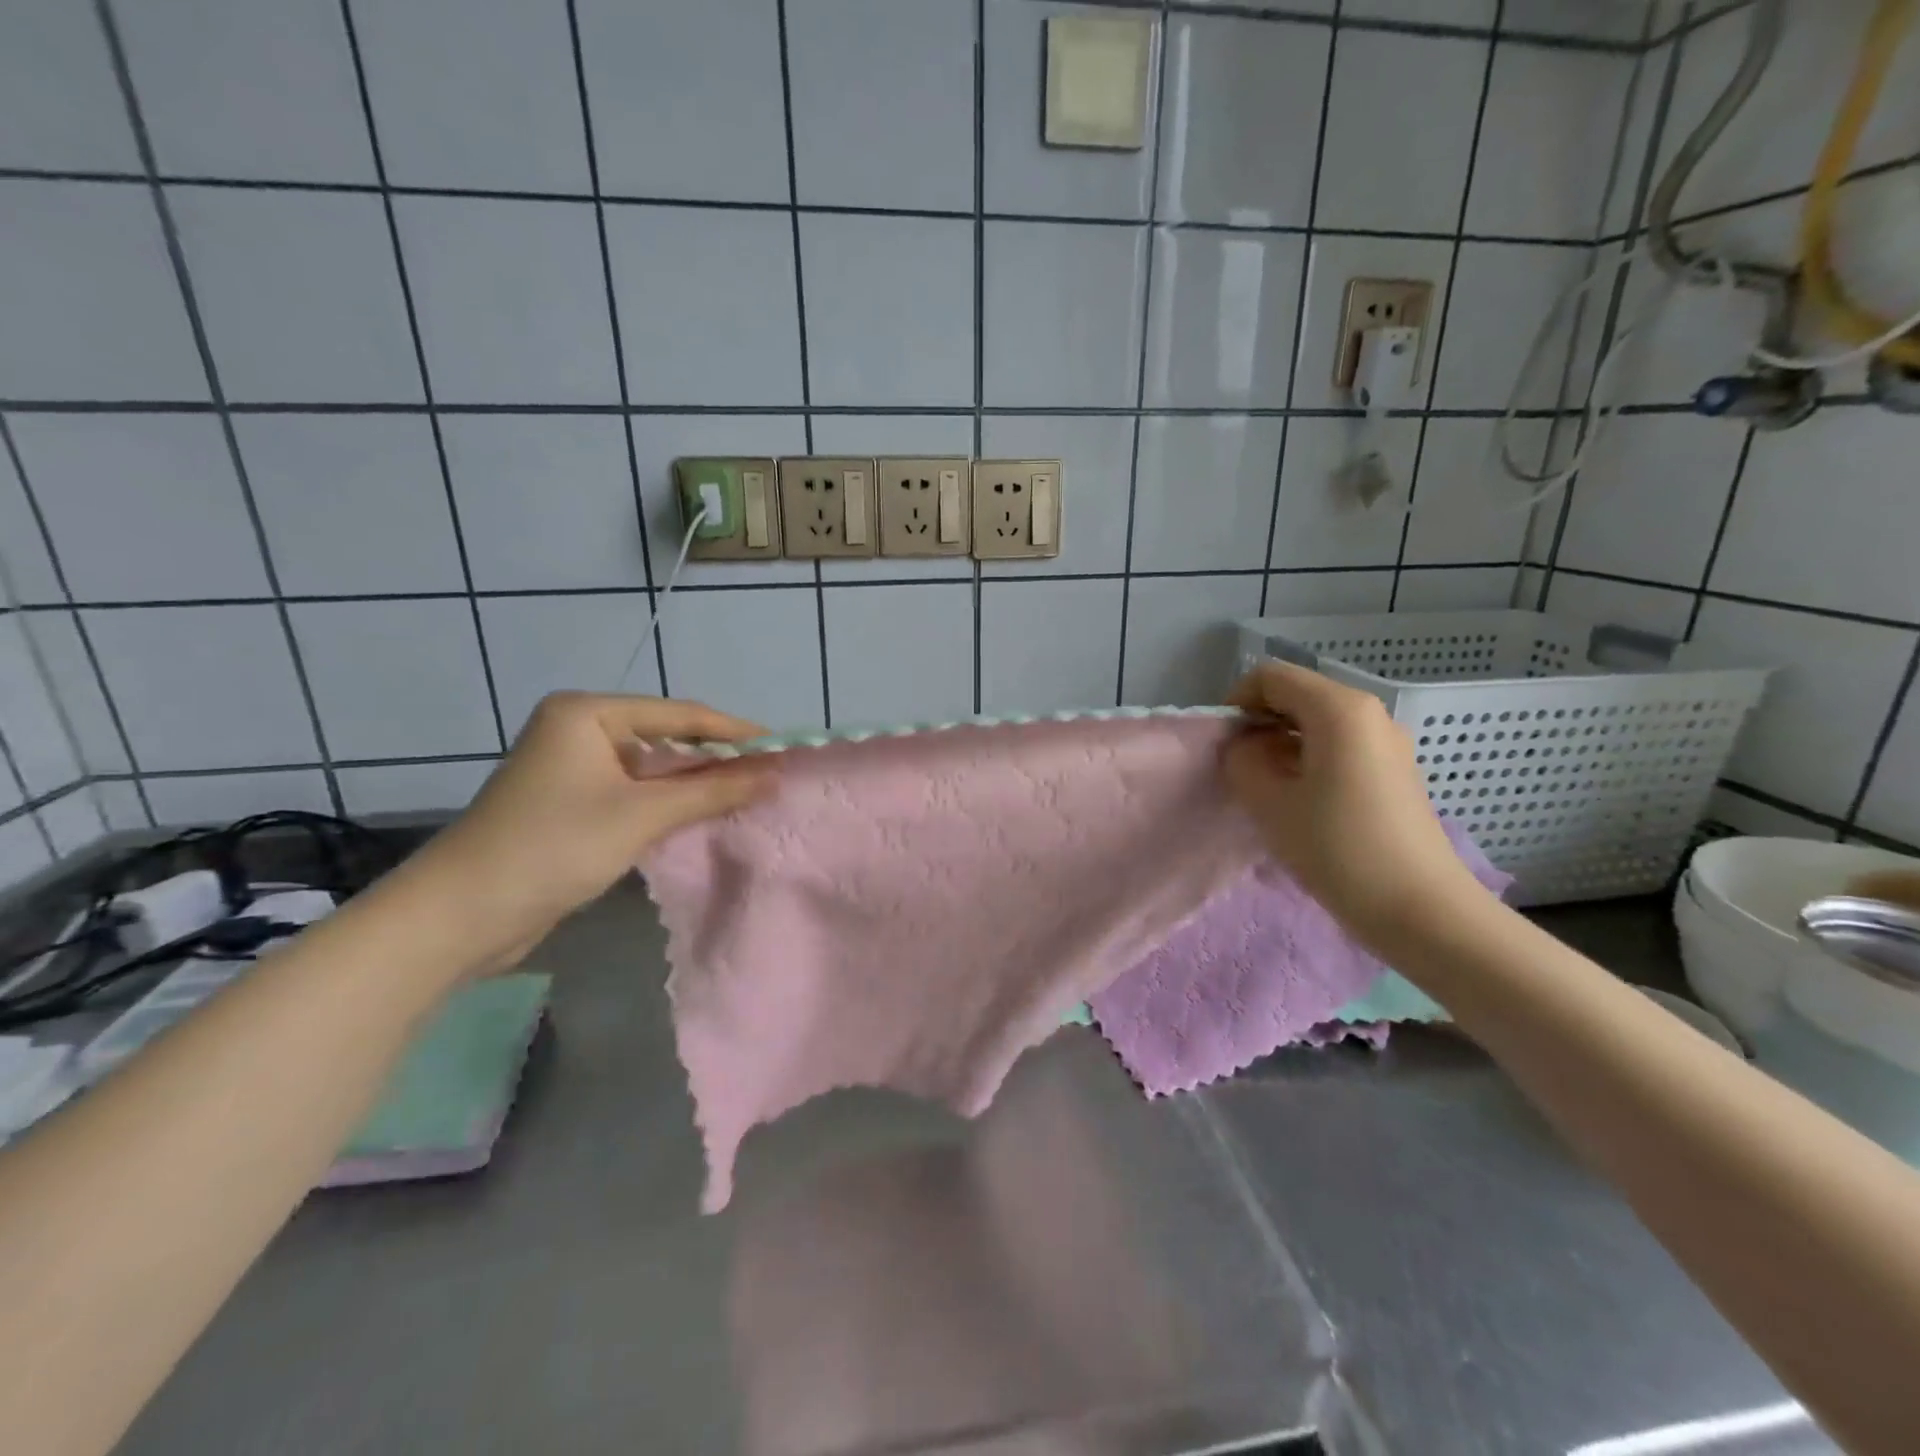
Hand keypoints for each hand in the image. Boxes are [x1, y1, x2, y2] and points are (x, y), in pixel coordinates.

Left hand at [410, 693, 772, 965]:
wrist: (461, 914)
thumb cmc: (554, 846)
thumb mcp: (642, 815)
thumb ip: (713, 790)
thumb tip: (776, 775)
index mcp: (587, 713)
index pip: (679, 714)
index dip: (733, 732)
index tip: (782, 746)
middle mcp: (579, 731)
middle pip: (666, 740)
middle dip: (716, 760)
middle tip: (771, 774)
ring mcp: (573, 769)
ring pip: (652, 771)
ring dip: (695, 785)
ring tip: (749, 794)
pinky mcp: (571, 805)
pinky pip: (635, 795)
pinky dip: (669, 805)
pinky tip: (704, 816)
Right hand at [1223, 661, 1488, 945]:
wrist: (1420, 909)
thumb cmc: (1337, 848)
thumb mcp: (1268, 802)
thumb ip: (1242, 760)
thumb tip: (1246, 747)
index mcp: (1339, 709)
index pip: (1272, 677)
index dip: (1237, 702)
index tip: (1225, 745)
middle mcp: (1369, 713)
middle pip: (1298, 696)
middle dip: (1260, 724)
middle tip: (1241, 768)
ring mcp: (1388, 743)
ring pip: (1319, 723)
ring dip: (1283, 745)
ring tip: (1268, 790)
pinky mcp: (1395, 772)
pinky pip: (1341, 747)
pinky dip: (1310, 760)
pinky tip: (1302, 803)